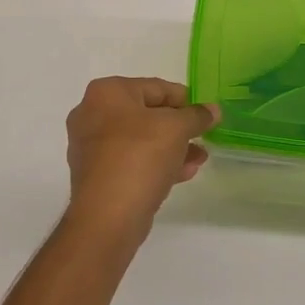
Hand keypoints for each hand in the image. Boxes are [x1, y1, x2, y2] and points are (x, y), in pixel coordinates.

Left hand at [65, 77, 218, 243]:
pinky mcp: (96, 174)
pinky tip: (183, 174)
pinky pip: (131, 161)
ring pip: (141, 140)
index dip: (185, 100)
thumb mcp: (177, 129)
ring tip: (199, 159)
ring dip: (172, 147)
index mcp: (107, 93)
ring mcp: (90, 146)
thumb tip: (213, 110)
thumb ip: (197, 115)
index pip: (155, 87)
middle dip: (179, 127)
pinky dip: (156, 163)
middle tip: (203, 137)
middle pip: (147, 113)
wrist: (107, 216)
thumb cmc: (140, 157)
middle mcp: (92, 113)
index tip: (206, 114)